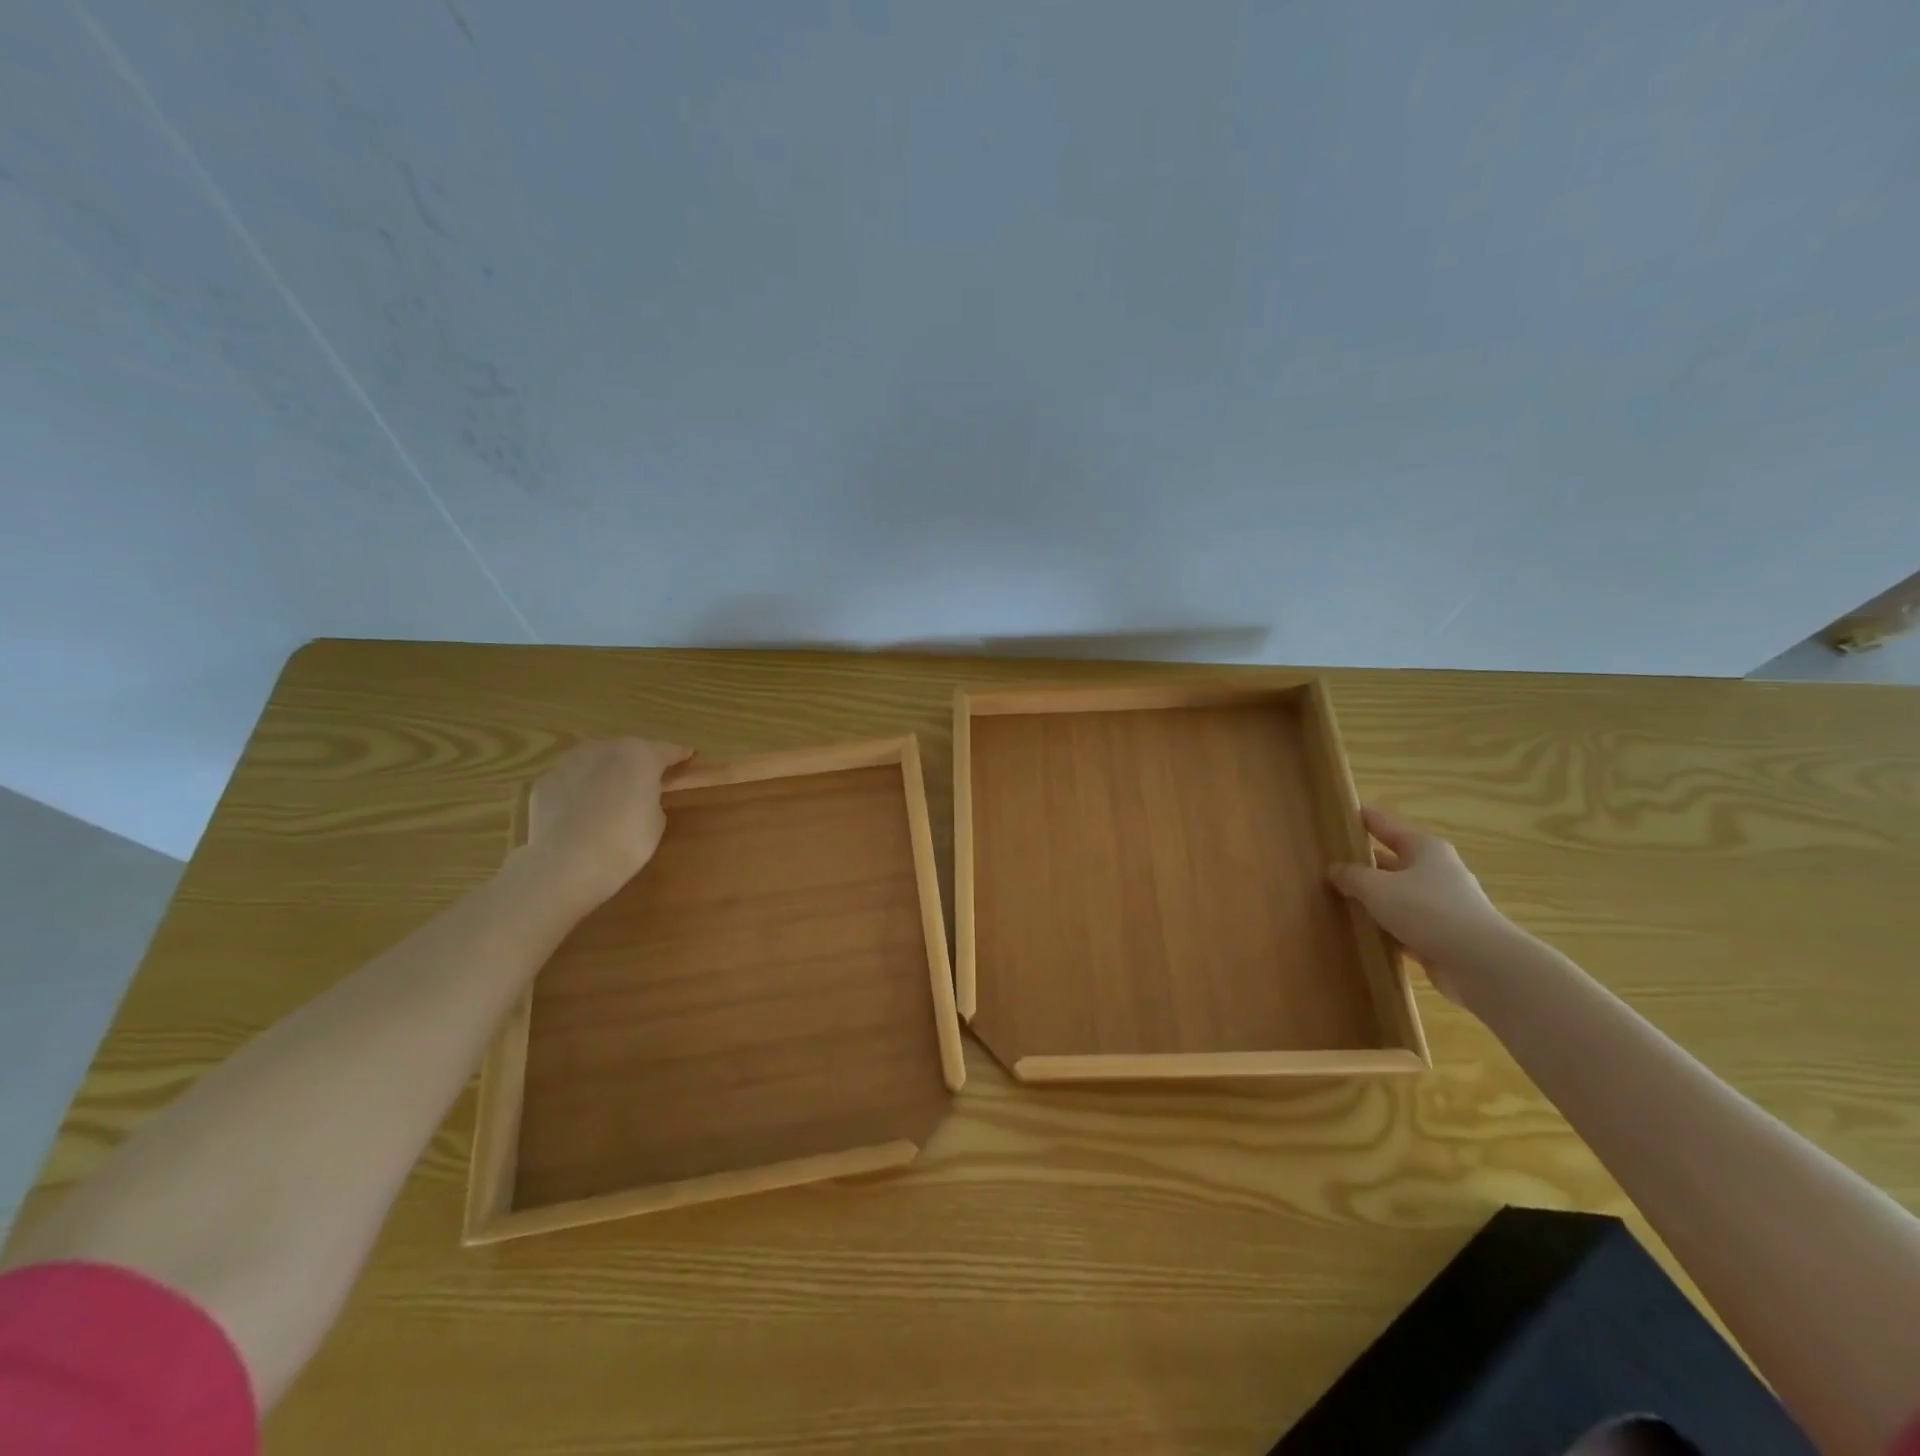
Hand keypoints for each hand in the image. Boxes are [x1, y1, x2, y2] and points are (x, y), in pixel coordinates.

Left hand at [517, 738, 693, 910]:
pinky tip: (581, 808)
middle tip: (647, 777)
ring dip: (606, 769)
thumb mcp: (656, 820)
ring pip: (595, 759)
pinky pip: (571, 779)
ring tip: (611, 790)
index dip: (678, 755)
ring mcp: (569, 764)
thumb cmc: (625, 842)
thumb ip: (650, 797)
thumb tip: (637, 795)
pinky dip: (580, 788)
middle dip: (638, 760)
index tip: (688, 755)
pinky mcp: (545, 783)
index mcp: (640, 756)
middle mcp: (604, 750)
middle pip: (627, 749)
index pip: (666, 750)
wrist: (567, 865)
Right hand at [1329, 806, 1516, 1002]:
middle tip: (1329, 863)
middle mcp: (1435, 871)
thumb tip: (1334, 869)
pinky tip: (1361, 931)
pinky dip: (1385, 926)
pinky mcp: (1442, 935)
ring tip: (1337, 898)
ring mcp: (1441, 904)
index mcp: (1424, 848)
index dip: (1363, 818)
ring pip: (1397, 894)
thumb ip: (1351, 876)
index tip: (1340, 813)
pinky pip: (1404, 924)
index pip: (1386, 824)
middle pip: (1392, 861)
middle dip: (1363, 863)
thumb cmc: (1426, 909)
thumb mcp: (1376, 887)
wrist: (1480, 962)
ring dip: (1373, 898)